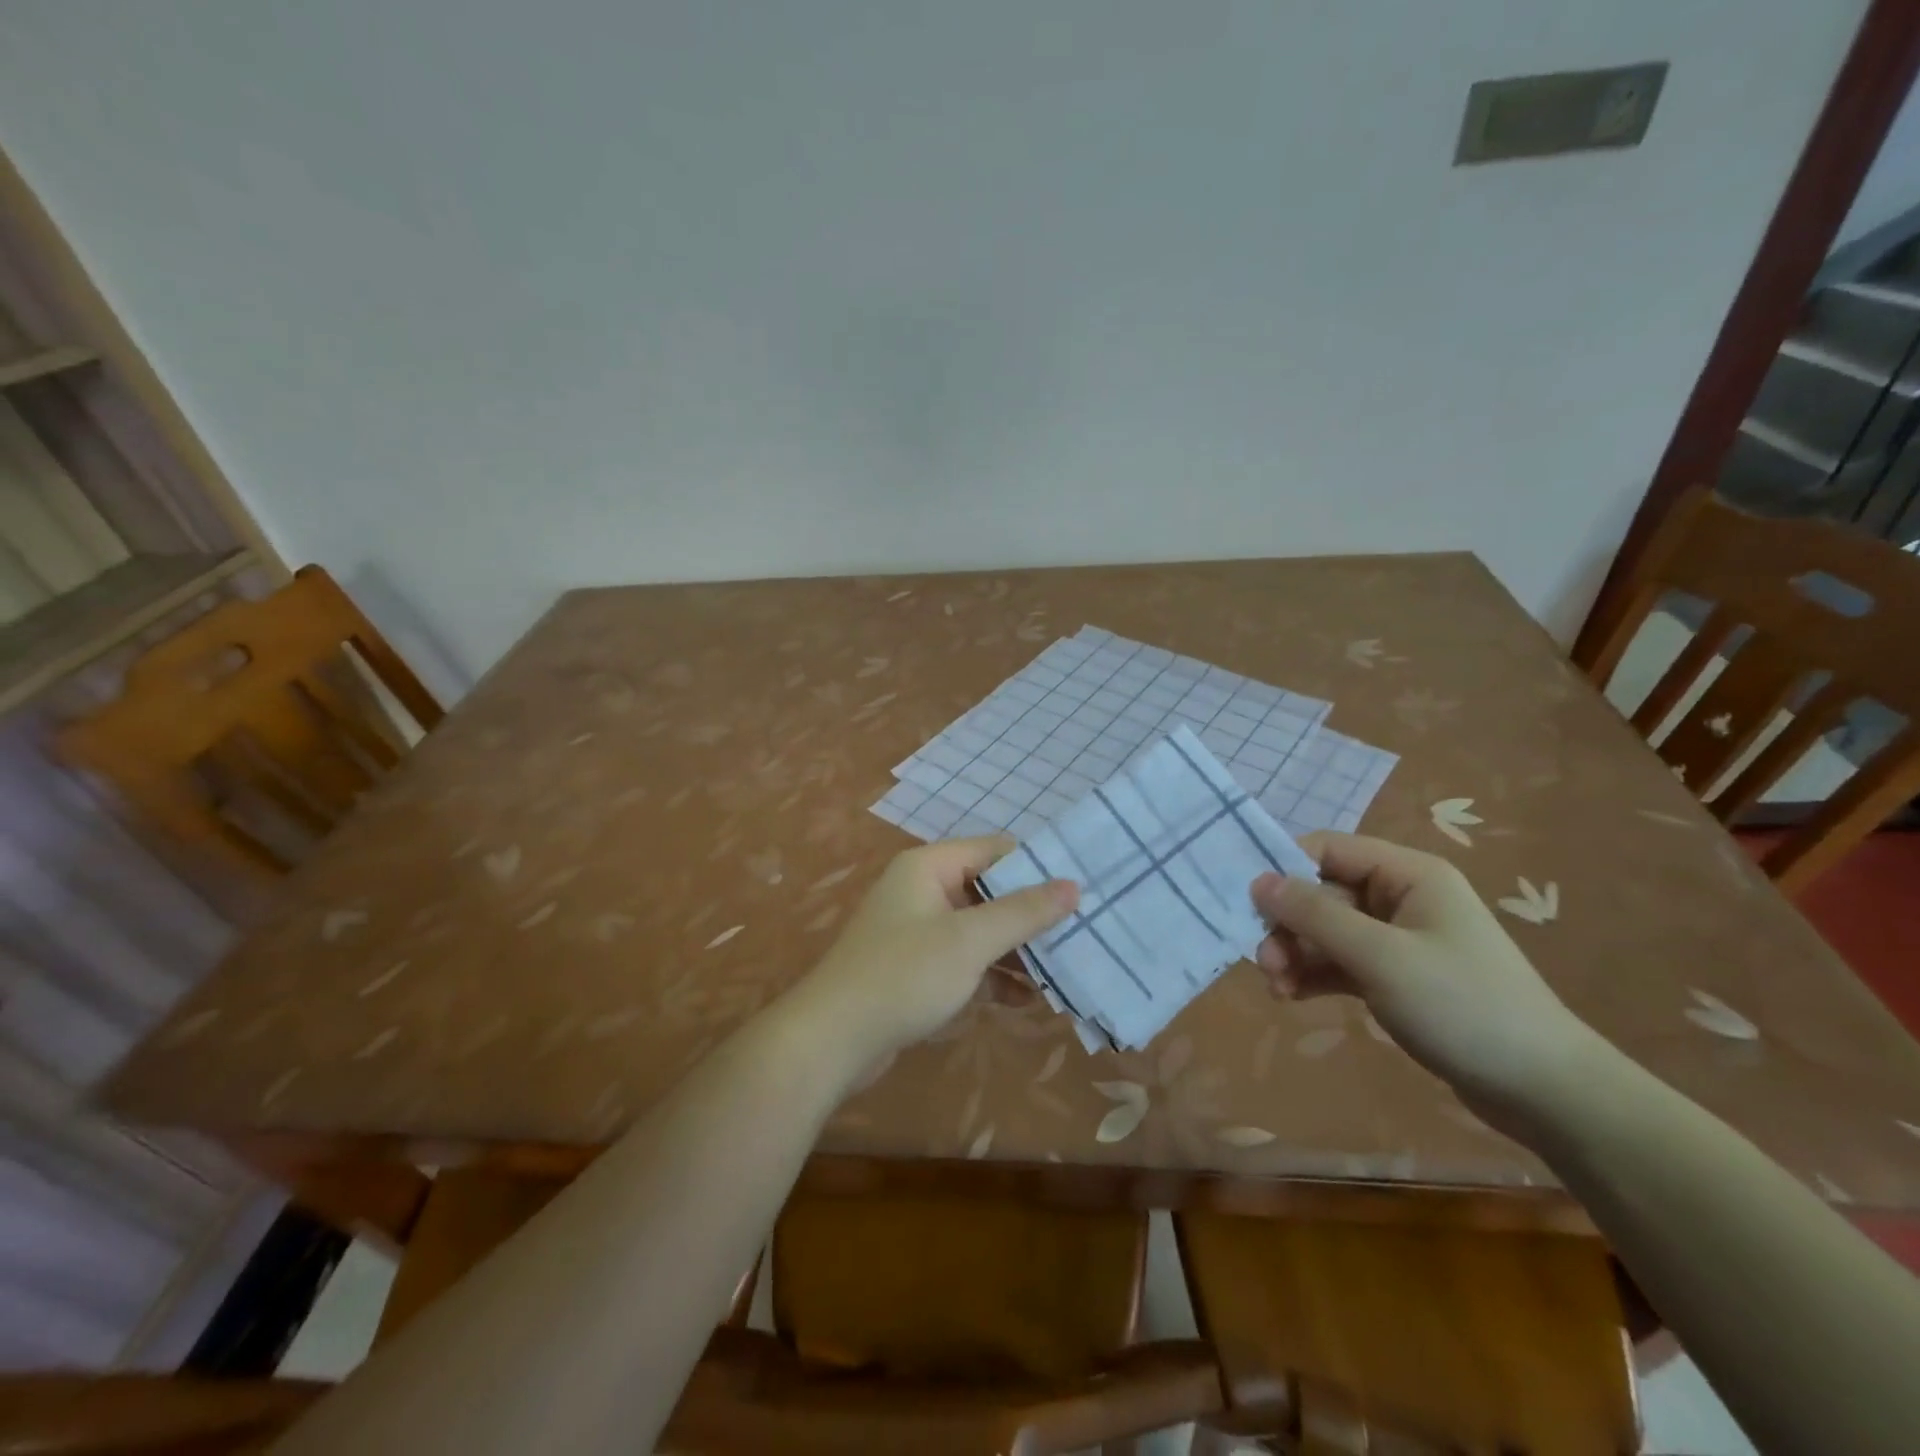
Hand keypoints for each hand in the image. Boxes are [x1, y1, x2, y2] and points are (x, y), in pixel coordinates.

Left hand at [793, 835, 1076, 1073]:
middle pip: (990, 891)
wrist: (832, 1040)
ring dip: (1018, 950)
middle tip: (1082, 932)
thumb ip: (1023, 912)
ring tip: (1066, 969)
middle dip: (1032, 914)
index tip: (1082, 887)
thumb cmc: (903, 975)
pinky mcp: (917, 969)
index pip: (995, 850)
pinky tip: (1030, 1001)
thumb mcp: (969, 941)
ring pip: (980, 930)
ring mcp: (919, 931)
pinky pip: (966, 961)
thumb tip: (1073, 885)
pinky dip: (994, 976)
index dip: (1037, 866)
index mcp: (929, 867)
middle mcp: (923, 890)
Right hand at [1251, 832, 1608, 1125]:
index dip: (1284, 868)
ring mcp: (1399, 939)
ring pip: (1326, 931)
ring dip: (1296, 954)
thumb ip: (1315, 915)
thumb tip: (1258, 880)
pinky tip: (1293, 996)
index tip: (1247, 903)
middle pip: (1322, 893)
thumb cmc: (1463, 1007)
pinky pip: (1340, 962)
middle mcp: (1401, 897)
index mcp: (1407, 874)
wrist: (1544, 1091)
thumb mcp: (1381, 957)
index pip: (1328, 849)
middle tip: (1264, 963)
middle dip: (1288, 925)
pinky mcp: (1396, 977)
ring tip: (1277, 988)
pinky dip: (1314, 974)